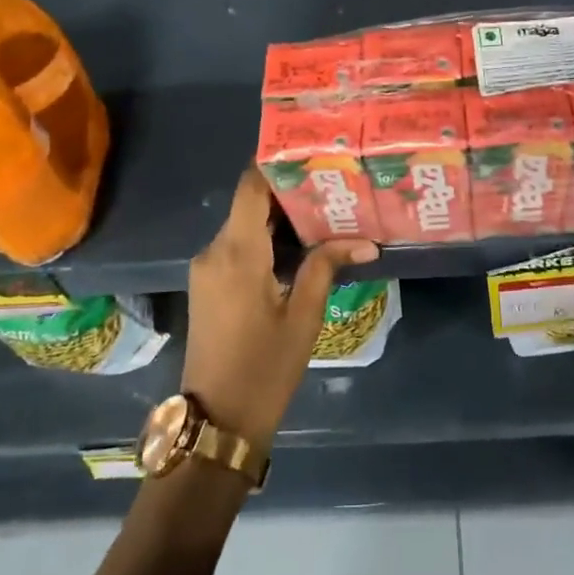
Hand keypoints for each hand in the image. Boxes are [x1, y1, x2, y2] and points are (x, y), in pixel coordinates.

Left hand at [183, 168, 378, 452]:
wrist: (216, 422)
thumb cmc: (264, 369)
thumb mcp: (304, 317)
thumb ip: (327, 266)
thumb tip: (366, 241)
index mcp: (237, 252)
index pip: (250, 186)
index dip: (275, 164)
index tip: (310, 151)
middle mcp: (215, 251)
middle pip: (249, 203)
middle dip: (288, 191)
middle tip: (331, 181)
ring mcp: (207, 268)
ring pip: (244, 224)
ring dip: (279, 217)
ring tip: (324, 209)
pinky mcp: (208, 285)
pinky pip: (237, 246)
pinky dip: (265, 238)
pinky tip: (299, 245)